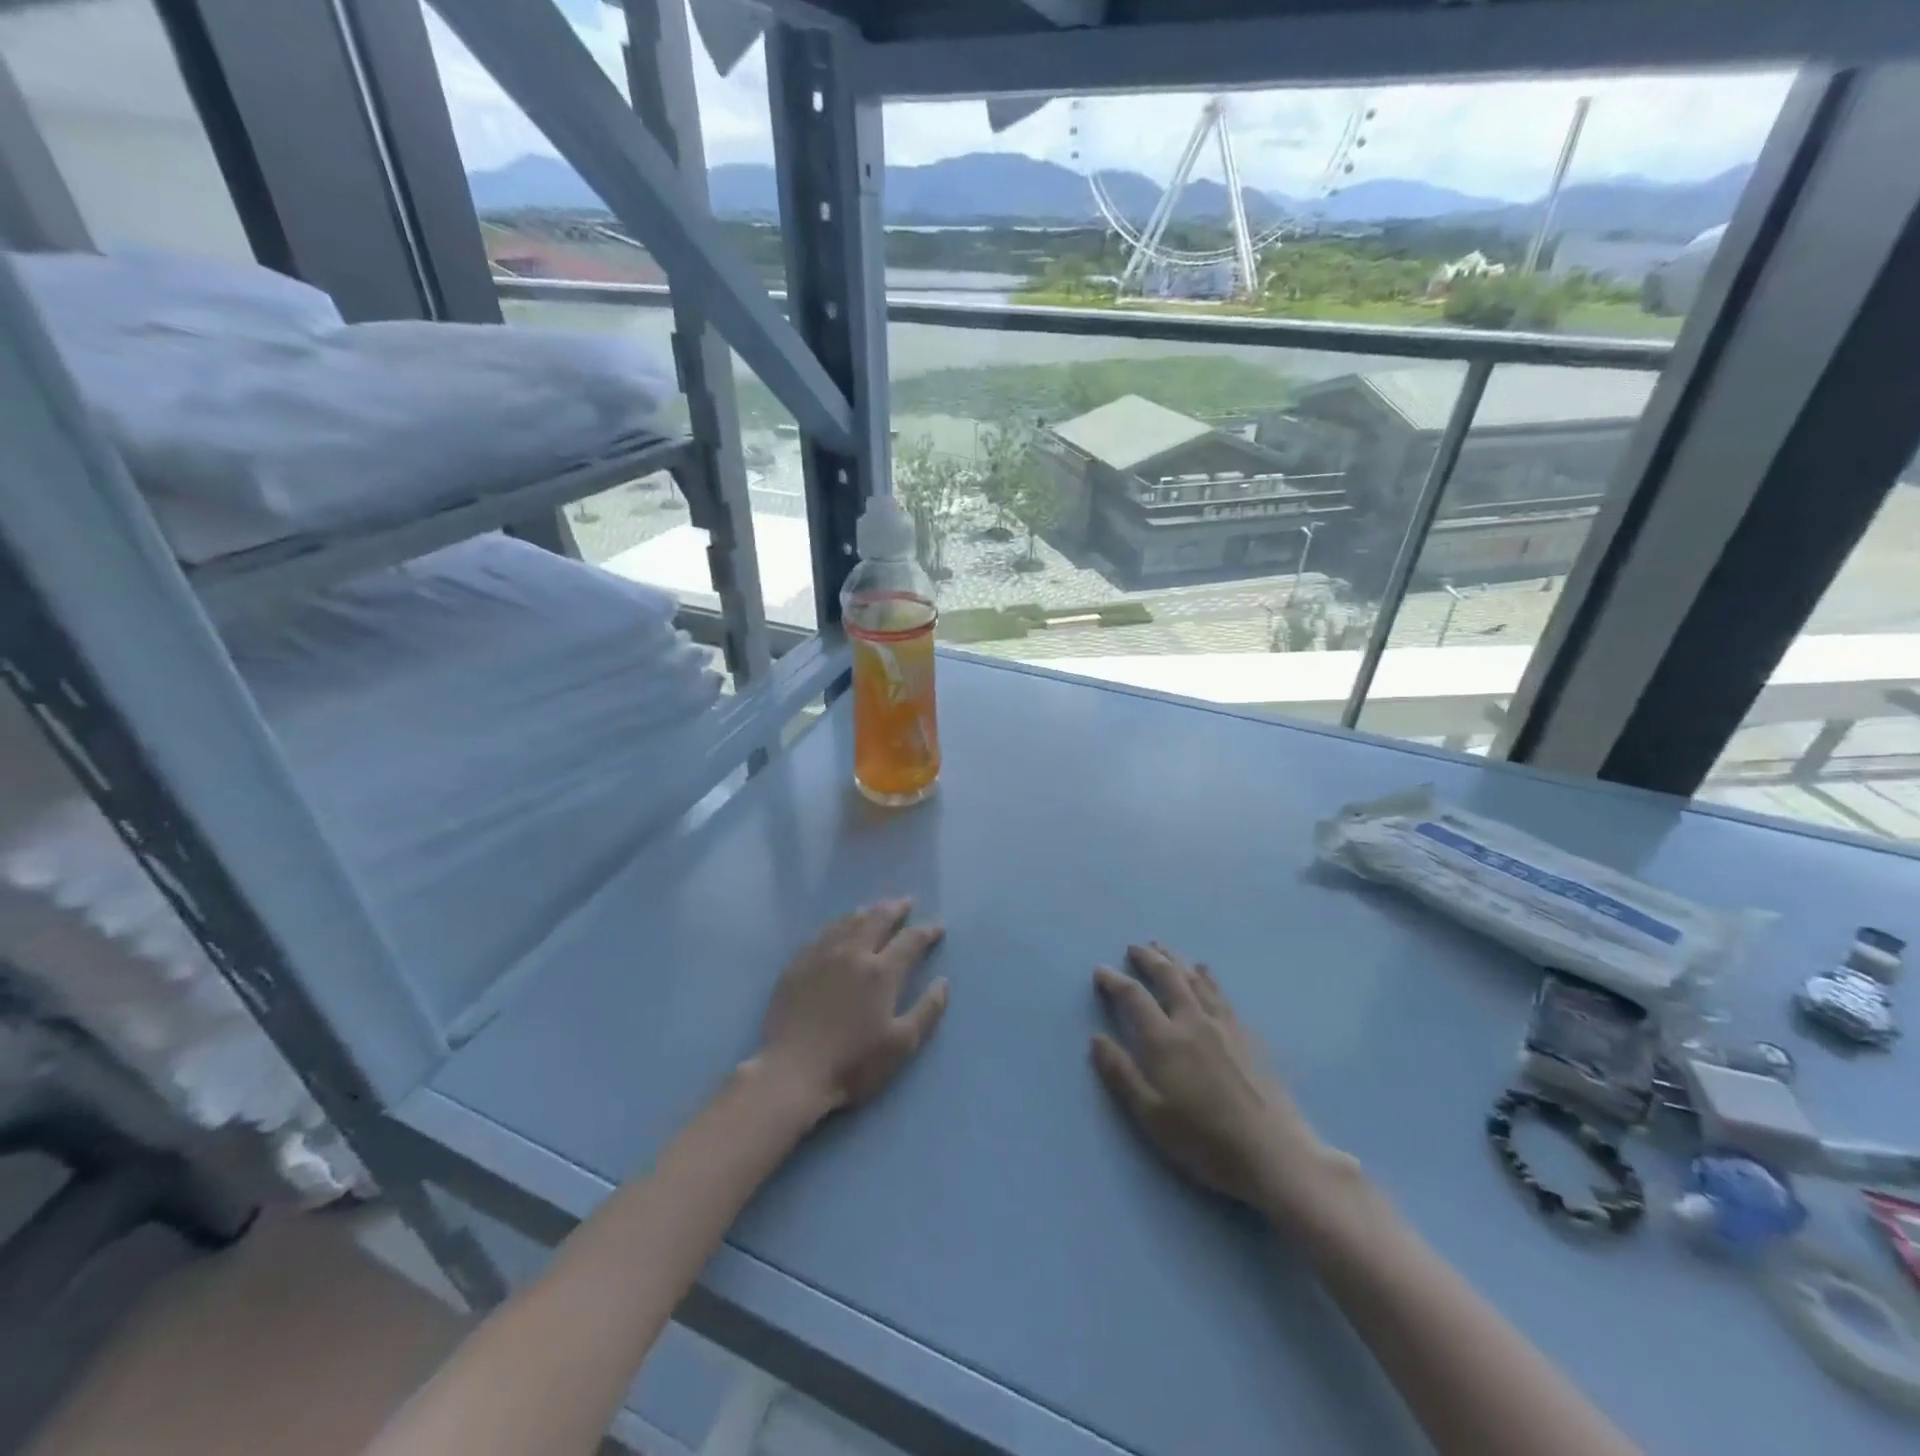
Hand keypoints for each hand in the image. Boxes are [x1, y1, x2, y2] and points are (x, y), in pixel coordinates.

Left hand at [753, 900, 948, 1119]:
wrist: (792, 1073)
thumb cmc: (852, 1063)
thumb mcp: (901, 1044)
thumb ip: (927, 1010)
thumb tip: (943, 982)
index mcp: (881, 972)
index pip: (910, 940)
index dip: (926, 930)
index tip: (938, 926)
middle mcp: (853, 953)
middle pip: (878, 919)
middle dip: (896, 908)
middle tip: (907, 902)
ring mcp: (821, 955)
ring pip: (848, 921)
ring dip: (867, 912)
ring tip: (875, 908)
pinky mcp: (797, 964)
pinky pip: (822, 933)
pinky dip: (838, 924)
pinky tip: (838, 927)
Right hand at [1092, 944, 1354, 1221]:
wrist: (1274, 1154)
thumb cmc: (1205, 1141)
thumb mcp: (1152, 1116)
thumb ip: (1122, 1074)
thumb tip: (1096, 1038)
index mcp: (1165, 1040)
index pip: (1134, 997)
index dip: (1115, 980)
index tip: (1100, 970)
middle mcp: (1193, 1022)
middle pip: (1168, 977)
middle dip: (1148, 958)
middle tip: (1134, 947)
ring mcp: (1224, 1025)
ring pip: (1195, 979)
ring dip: (1176, 959)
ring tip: (1163, 947)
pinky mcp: (1246, 1035)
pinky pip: (1221, 993)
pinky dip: (1207, 976)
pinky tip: (1205, 971)